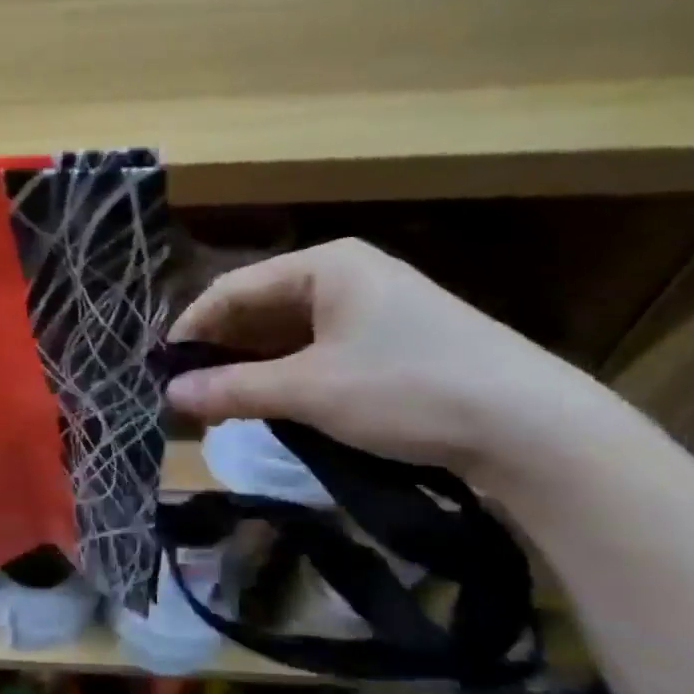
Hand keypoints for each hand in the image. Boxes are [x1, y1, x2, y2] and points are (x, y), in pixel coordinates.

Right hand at [165, 238, 625, 483]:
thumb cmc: (407, 388)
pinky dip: (284, 376)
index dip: (192, 328)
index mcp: (326, 265)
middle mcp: (347, 276)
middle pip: (259, 309)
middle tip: (186, 395)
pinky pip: (316, 351)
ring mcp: (373, 309)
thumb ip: (231, 389)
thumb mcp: (308, 390)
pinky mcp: (391, 342)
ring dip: (249, 368)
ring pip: (287, 333)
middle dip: (219, 352)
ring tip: (217, 405)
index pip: (233, 288)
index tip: (162, 370)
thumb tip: (168, 395)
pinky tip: (266, 404)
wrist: (531, 428)